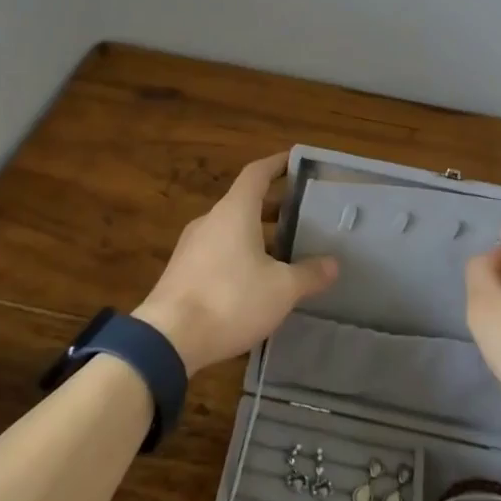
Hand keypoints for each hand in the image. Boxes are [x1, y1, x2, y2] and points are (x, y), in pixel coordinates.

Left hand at [134, 153, 339, 372]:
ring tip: (284, 249)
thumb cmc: (230, 300)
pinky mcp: (182, 271)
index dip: (277, 164)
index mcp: (235, 211)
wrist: (168, 338)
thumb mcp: (281, 289)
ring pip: (230, 228)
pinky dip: (239, 253)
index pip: (257, 173)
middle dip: (273, 205)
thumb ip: (309, 274)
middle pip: (244, 201)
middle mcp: (211, 220)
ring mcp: (192, 246)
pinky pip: (217, 251)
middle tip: (301, 213)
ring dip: (256, 232)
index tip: (295, 161)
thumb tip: (333, 264)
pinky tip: (255, 279)